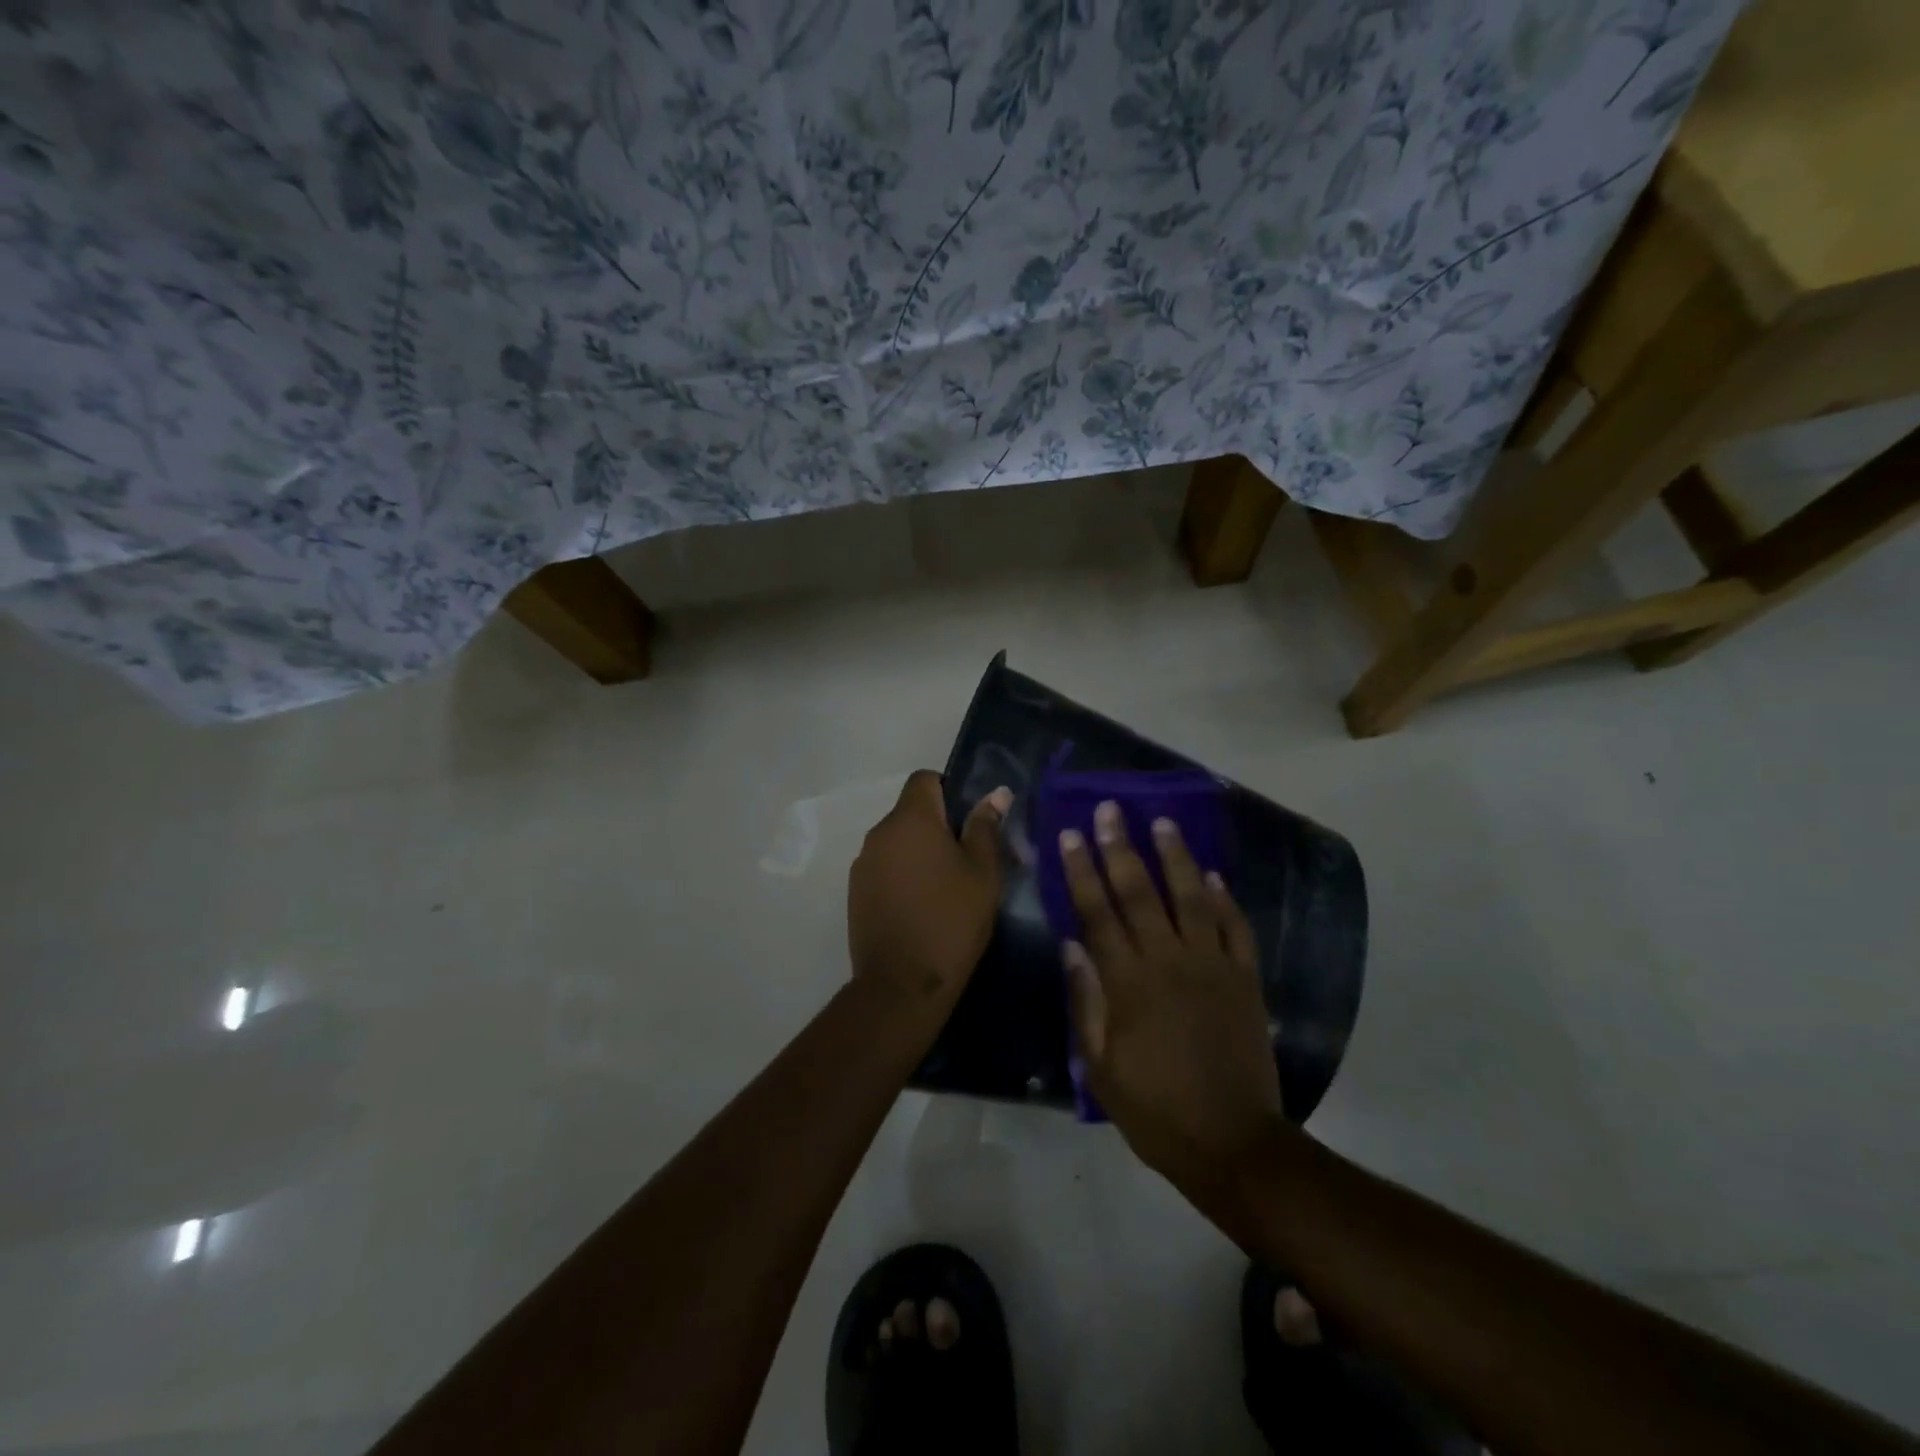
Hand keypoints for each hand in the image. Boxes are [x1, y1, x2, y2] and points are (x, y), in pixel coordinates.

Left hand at [848, 771, 1010, 1011]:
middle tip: (968, 859)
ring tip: (945, 887)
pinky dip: (902, 875)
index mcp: (911, 819)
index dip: (949, 790)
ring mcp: (862, 863)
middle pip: (910, 812)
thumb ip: (986, 827)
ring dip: (919, 852)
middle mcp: (879, 832)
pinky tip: (920, 906)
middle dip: (938, 826)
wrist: (902, 985)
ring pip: (897, 842)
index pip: (924, 779)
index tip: (970, 822)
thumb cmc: (952, 920)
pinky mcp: (854, 892)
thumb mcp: (983, 873)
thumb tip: (995, 793)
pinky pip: (883, 867)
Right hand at [1061, 802, 1282, 1202]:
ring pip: (1192, 899)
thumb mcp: (1101, 1068)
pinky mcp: (1246, 980)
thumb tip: (1072, 946)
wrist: (1233, 1144)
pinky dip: (1226, 900)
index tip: (1072, 835)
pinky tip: (1214, 875)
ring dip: (1176, 858)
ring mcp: (1213, 967)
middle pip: (1141, 893)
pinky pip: (1236, 930)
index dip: (1083, 872)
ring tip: (1162, 822)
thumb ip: (1086, 1003)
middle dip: (1121, 848)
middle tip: (1110, 809)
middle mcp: (1170, 962)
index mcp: (1129, 984)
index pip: (1098, 914)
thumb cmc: (1156, 1110)